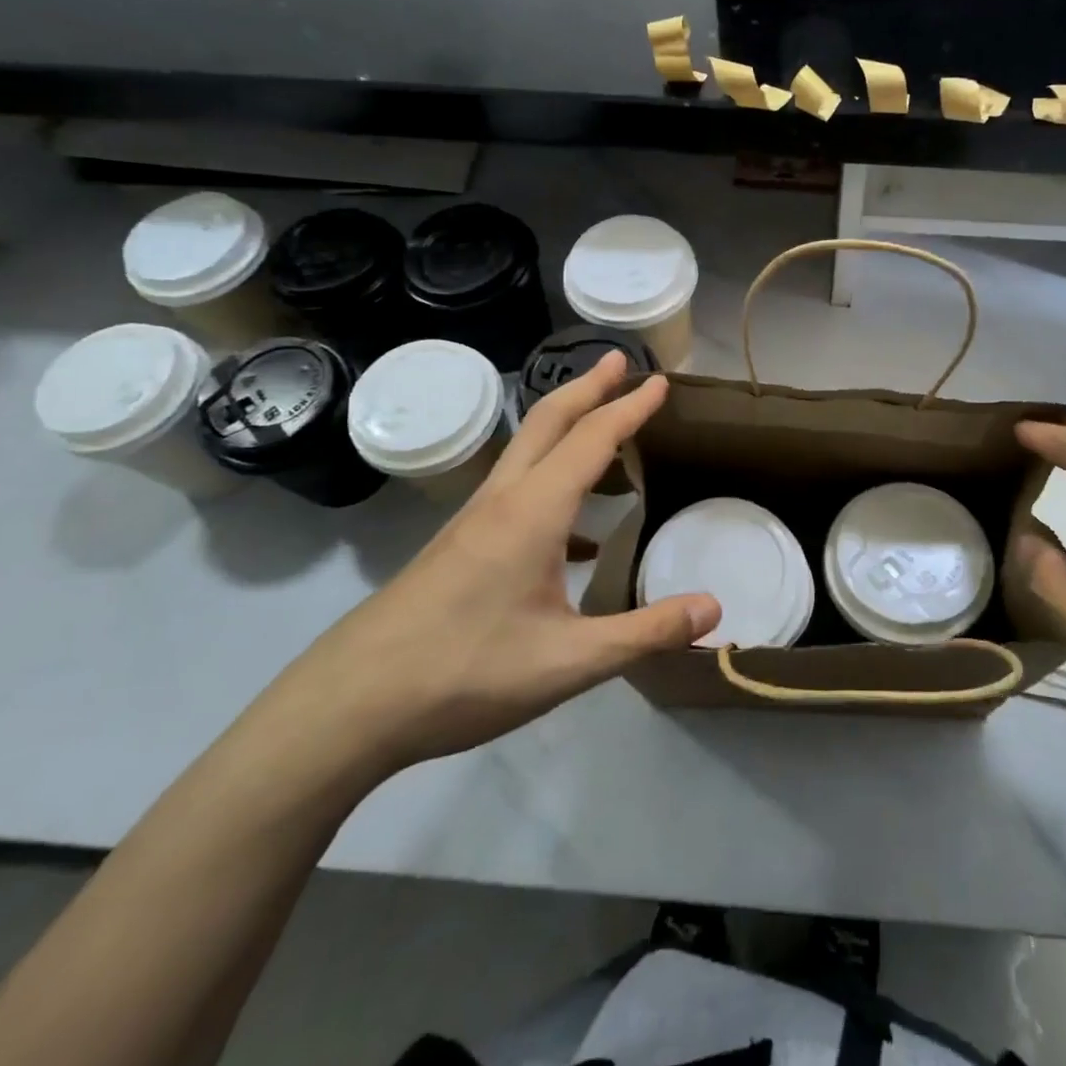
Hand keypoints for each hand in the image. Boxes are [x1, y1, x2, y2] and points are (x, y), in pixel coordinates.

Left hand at [261, 353, 721, 781]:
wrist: (351, 704)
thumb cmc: (465, 673)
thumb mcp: (570, 662)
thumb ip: (646, 632)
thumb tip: (715, 608)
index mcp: (533, 512)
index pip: (592, 439)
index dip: (630, 408)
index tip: (661, 382)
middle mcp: (502, 500)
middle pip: (549, 421)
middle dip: (588, 386)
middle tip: (620, 362)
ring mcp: (473, 521)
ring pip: (527, 451)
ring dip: (567, 426)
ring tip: (605, 431)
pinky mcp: (458, 546)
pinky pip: (514, 489)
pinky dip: (550, 478)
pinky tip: (571, 531)